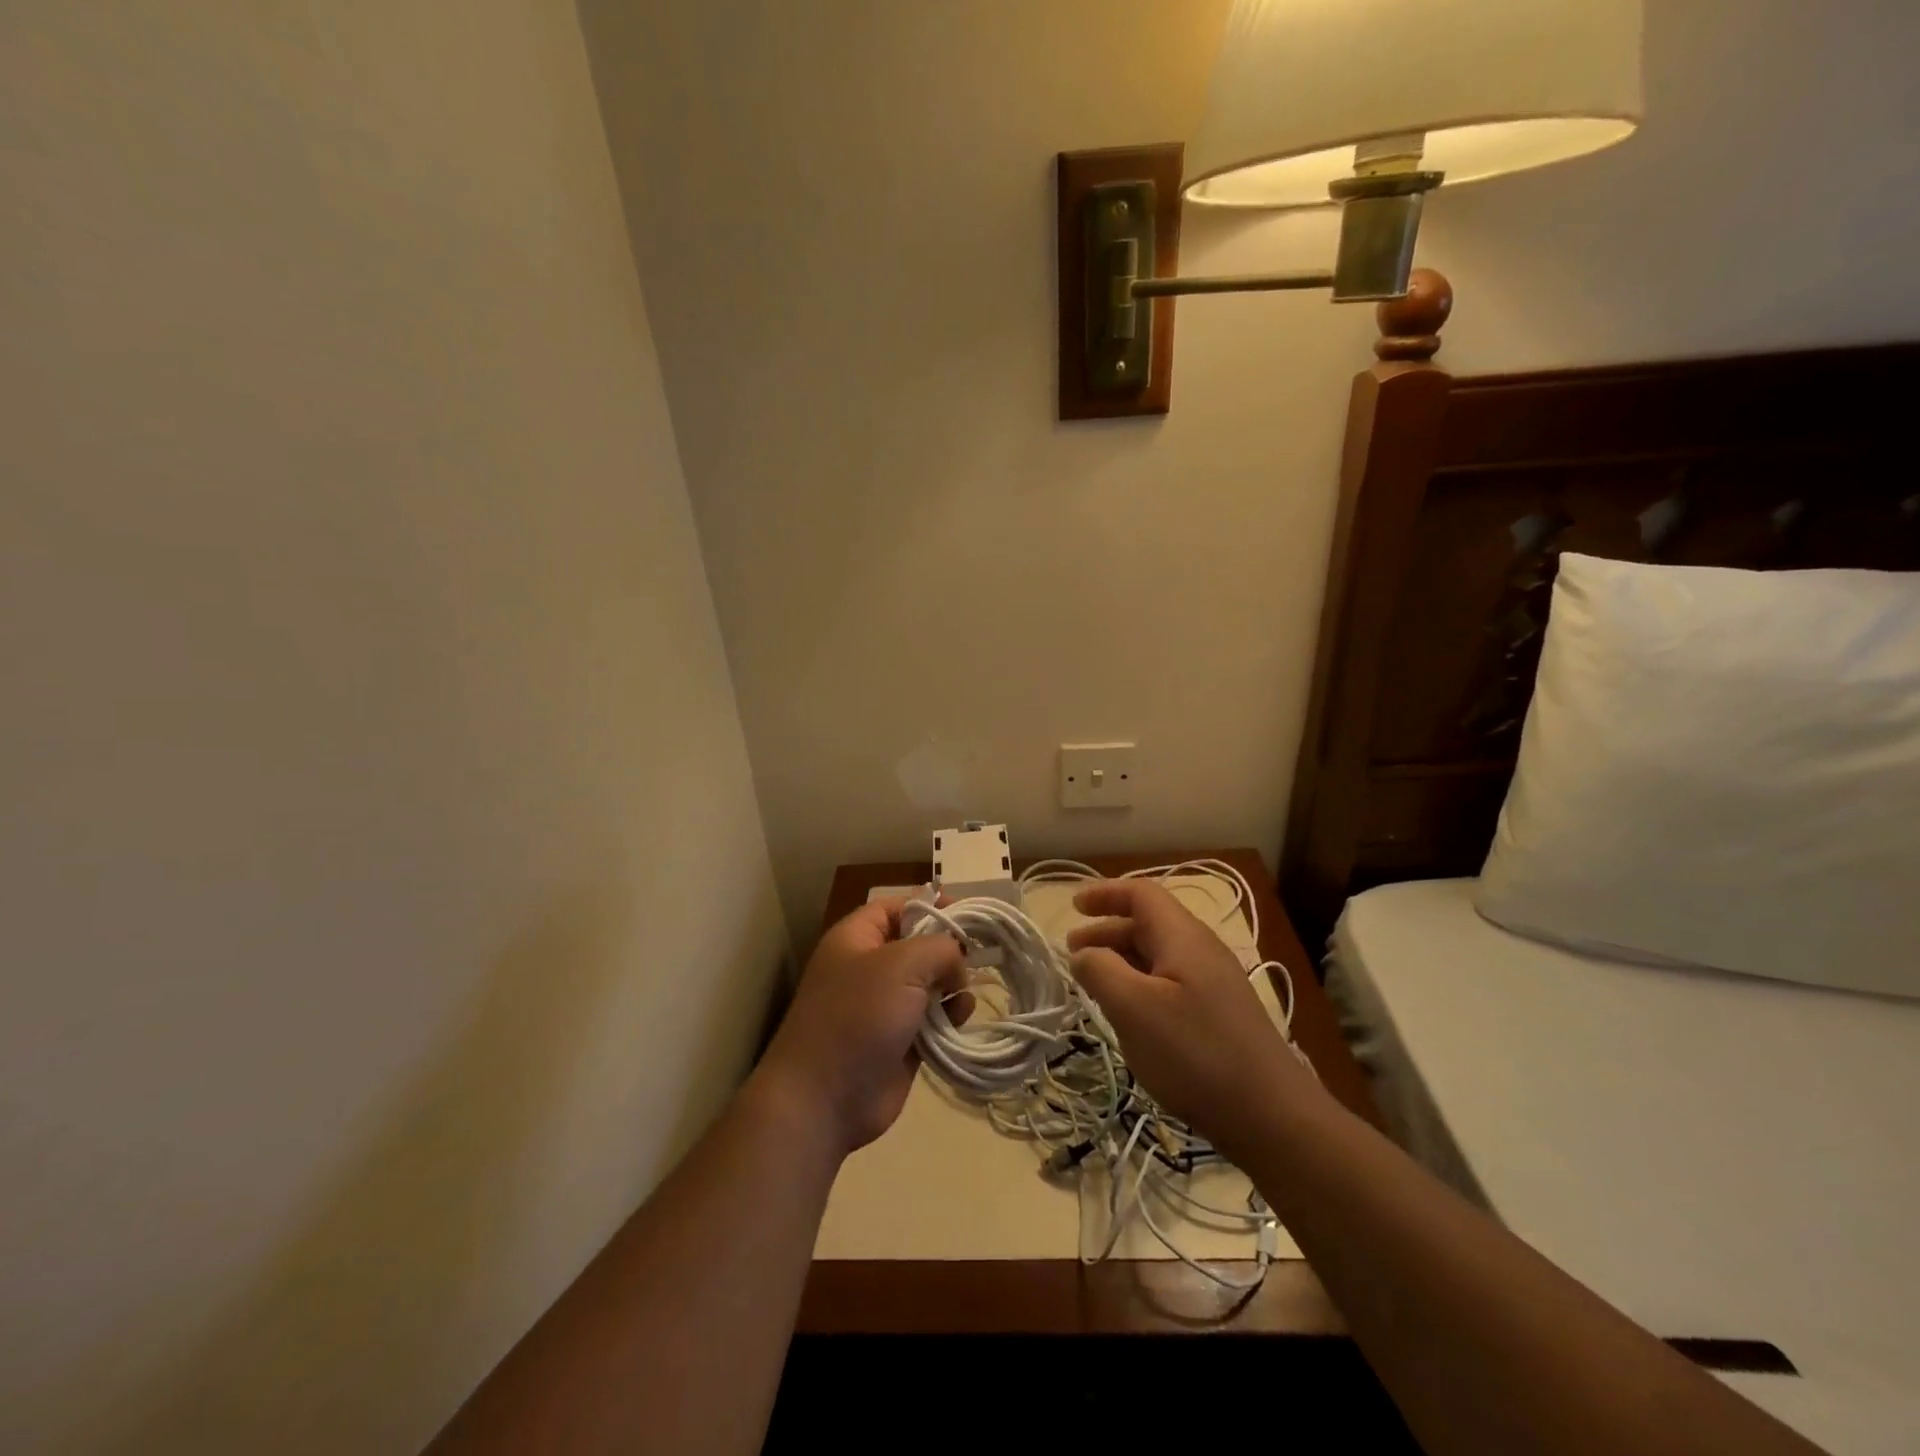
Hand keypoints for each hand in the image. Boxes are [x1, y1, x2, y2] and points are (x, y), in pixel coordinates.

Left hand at [754, 898, 967, 1158]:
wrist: (824, 1099)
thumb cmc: (858, 1016)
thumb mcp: (902, 964)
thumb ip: (940, 948)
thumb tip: (957, 963)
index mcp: (857, 938)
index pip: (897, 907)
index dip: (931, 905)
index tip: (967, 916)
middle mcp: (870, 967)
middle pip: (918, 945)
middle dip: (948, 951)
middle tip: (976, 960)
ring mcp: (884, 1007)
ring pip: (930, 984)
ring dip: (952, 988)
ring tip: (961, 999)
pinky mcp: (900, 1042)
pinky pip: (933, 1020)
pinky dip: (949, 1019)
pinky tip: (958, 1023)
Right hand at [1067, 879, 1313, 1156]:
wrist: (1272, 1116)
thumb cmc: (1195, 1053)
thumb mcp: (1134, 1009)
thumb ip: (1100, 971)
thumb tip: (1083, 954)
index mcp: (1183, 936)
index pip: (1141, 893)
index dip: (1104, 893)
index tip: (1072, 907)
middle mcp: (1201, 949)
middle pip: (1148, 923)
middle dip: (1106, 930)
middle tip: (1072, 953)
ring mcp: (1214, 982)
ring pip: (1158, 955)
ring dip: (1121, 960)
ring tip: (1093, 984)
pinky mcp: (1219, 1013)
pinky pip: (1170, 982)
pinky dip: (1140, 983)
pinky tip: (1129, 1014)